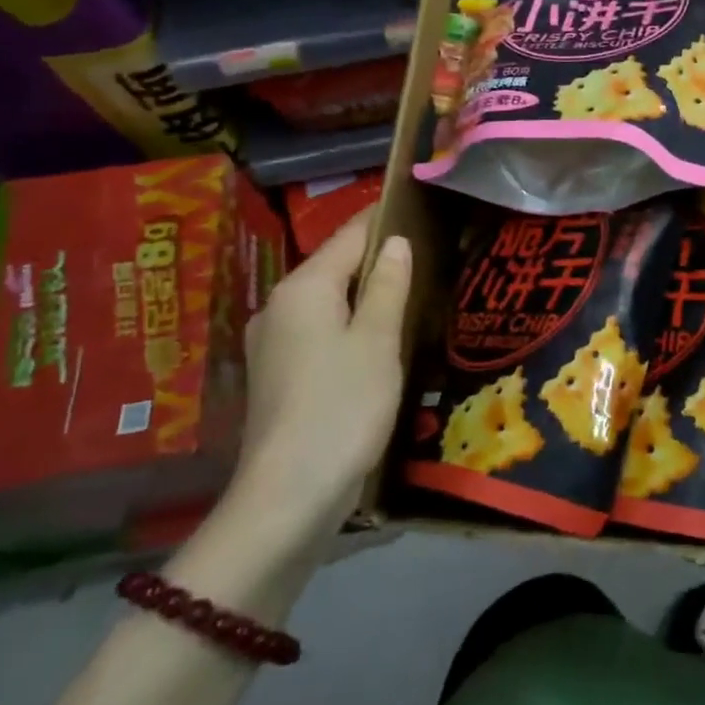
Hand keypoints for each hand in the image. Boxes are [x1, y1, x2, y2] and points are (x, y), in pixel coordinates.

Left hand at [230, 209, 412, 541]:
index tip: (422, 207)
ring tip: (414, 296)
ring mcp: (273, 343)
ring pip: (329, 303)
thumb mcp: (378, 341)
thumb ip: (389, 286)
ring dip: (367, 297)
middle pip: (336, 267)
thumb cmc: (342, 406)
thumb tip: (396, 243)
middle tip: (431, 257)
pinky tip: (381, 343)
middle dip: (380, 260)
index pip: (349, 235)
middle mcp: (279, 306)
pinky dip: (351, 327)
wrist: (287, 498)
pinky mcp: (277, 376)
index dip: (385, 219)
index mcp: (303, 287)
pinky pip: (320, 333)